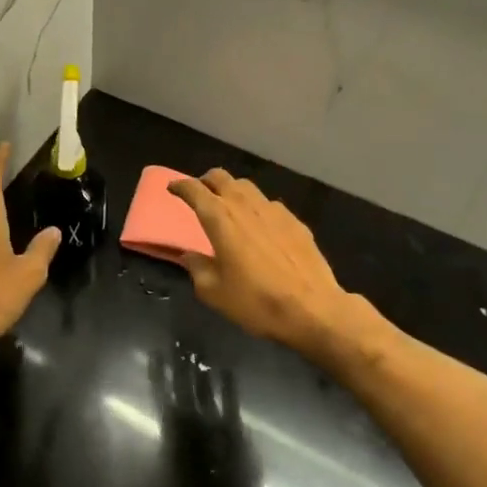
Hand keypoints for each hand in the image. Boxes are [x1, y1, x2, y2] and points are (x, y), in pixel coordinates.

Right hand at [168, 170, 351, 354]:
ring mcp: (272, 209)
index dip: (180, 186)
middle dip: (206, 181)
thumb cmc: (257, 302)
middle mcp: (244, 205)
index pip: (194, 190)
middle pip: (220, 177)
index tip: (172, 189)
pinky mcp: (294, 220)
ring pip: (245, 186)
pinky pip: (268, 204)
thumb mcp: (214, 293)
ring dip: (231, 190)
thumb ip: (197, 268)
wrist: (313, 309)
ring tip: (229, 207)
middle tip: (200, 194)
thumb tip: (189, 256)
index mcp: (219, 218)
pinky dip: (256, 208)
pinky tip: (260, 227)